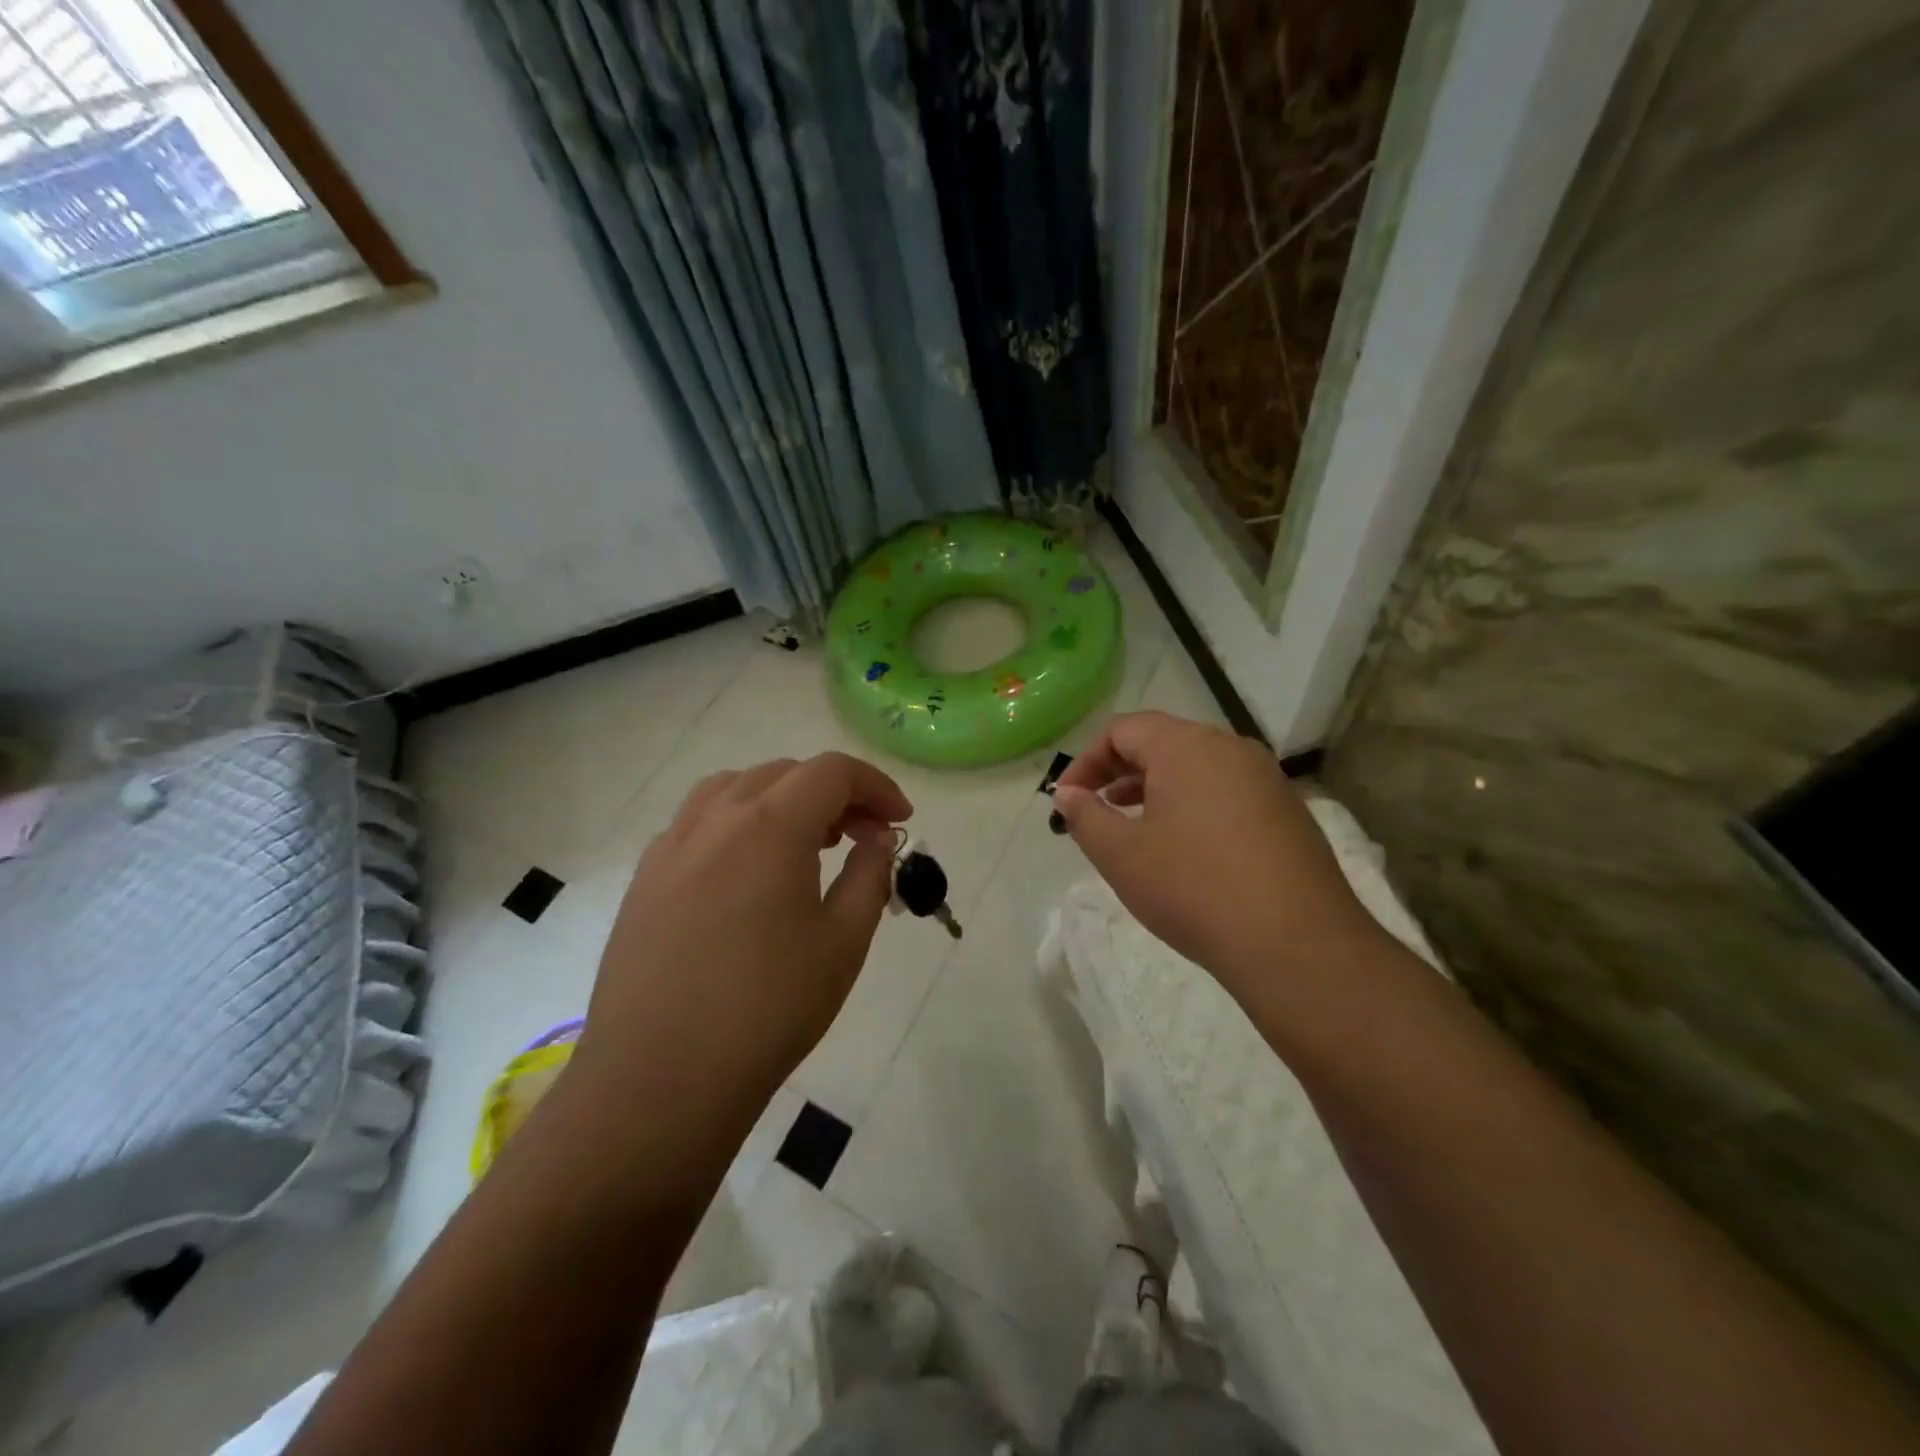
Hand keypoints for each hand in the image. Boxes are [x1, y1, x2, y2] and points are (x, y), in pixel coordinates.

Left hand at [571, 753, 911, 1112]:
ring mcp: (671, 846)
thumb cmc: (767, 1010)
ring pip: (733, 788)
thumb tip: (876, 840)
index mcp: (770, 826)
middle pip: (783, 773)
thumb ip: (869, 876)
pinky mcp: (644, 879)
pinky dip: (736, 824)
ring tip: (804, 843)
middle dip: (833, 794)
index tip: (899, 822)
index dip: (876, 786)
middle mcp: (715, 819)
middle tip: (862, 837)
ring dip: (780, 799)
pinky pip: (697, 823)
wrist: (660, 1080)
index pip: (832, 772)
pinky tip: (747, 874)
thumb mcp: (843, 943)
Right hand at [1053, 712, 1385, 1001]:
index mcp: (1186, 746)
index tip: (1067, 799)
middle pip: (1162, 742)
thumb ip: (1085, 816)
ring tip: (1133, 824)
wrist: (1297, 944)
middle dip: (1120, 771)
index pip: (1123, 730)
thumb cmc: (1193, 889)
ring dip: (1156, 787)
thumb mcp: (1121, 855)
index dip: (1087, 761)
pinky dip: (1193, 804)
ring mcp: (1266, 778)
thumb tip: (1068, 794)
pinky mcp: (1287, 810)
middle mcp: (1230, 748)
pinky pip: (1226, 790)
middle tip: (1095, 808)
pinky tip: (1185, 847)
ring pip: (1197, 766)